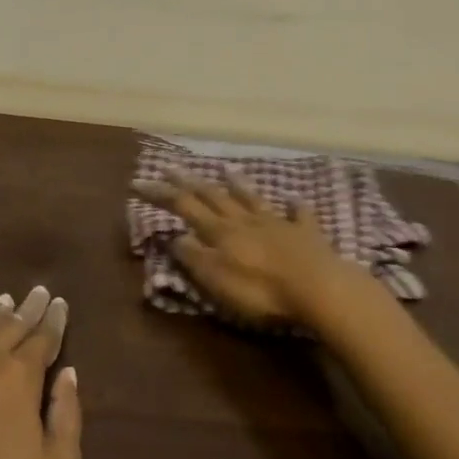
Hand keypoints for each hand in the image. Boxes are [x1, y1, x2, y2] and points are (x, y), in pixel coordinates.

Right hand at [134, 172, 370, 330]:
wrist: (319, 288)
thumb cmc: (261, 290)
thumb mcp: (217, 279)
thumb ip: (194, 257)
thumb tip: (174, 237)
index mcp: (221, 232)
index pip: (185, 207)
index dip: (161, 194)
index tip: (139, 181)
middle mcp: (245, 220)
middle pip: (214, 197)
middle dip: (190, 183)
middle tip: (172, 168)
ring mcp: (278, 223)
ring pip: (252, 199)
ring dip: (237, 184)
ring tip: (226, 169)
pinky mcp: (307, 234)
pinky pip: (299, 215)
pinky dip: (294, 207)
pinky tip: (294, 200)